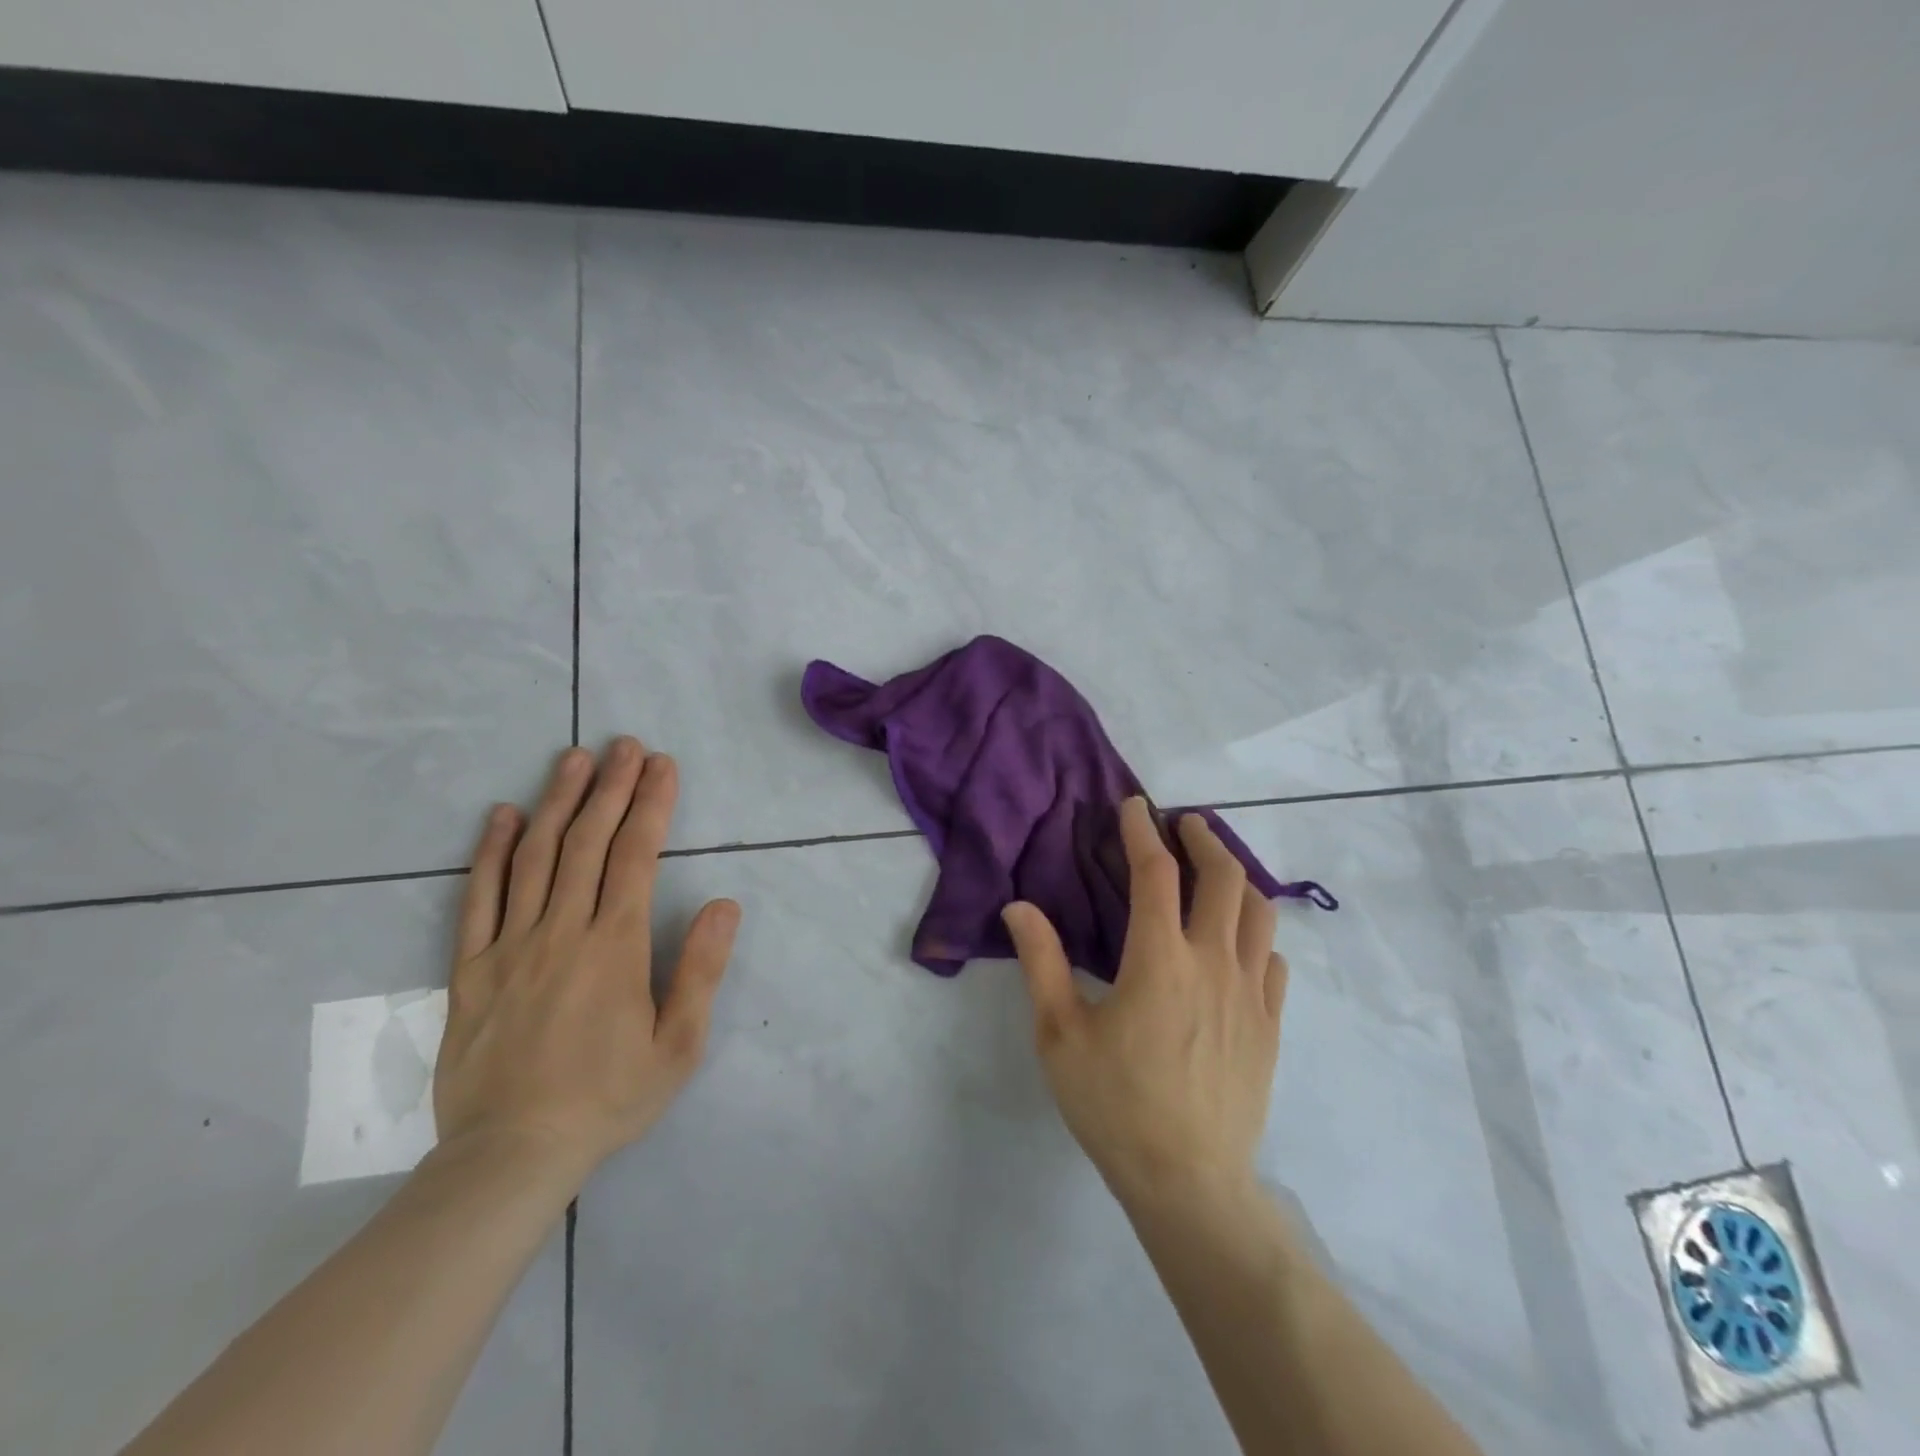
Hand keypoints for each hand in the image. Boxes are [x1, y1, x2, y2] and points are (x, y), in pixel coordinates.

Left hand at [433, 738, 741, 1185]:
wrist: (511, 1155)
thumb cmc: (608, 1098)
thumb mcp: (678, 1044)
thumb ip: (700, 970)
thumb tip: (723, 904)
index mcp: (614, 946)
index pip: (635, 855)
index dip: (651, 805)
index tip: (662, 766)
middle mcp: (561, 930)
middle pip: (587, 841)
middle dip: (610, 787)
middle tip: (624, 745)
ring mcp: (510, 945)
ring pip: (535, 857)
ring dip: (558, 801)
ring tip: (574, 758)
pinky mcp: (470, 968)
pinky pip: (478, 898)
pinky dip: (491, 852)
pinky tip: (502, 816)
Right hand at [1002, 798, 1284, 1211]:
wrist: (1189, 1183)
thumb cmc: (1114, 1105)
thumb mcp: (1060, 1034)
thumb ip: (1041, 962)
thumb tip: (1018, 906)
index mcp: (1159, 960)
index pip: (1155, 874)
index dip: (1143, 831)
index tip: (1135, 806)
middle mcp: (1212, 964)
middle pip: (1223, 878)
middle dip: (1205, 839)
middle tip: (1186, 823)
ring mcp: (1250, 994)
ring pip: (1259, 913)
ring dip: (1238, 876)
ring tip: (1217, 866)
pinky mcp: (1270, 1025)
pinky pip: (1274, 961)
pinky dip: (1257, 933)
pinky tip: (1241, 939)